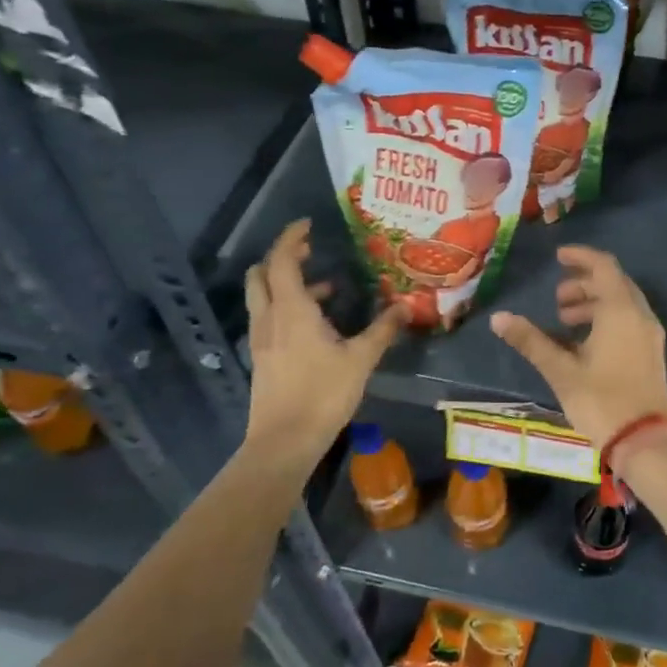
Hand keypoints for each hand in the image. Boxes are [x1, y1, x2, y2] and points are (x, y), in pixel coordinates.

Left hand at [242, 220, 406, 464]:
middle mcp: (270, 318)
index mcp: (291, 310)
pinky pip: (269, 318)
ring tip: (325, 288)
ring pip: (263, 297)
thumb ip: (382, 331)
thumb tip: (405, 308)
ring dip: (285, 284)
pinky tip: (315, 325)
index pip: (281, 260)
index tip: (308, 225)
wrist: (284, 441)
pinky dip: (286, 308)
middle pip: (261, 274)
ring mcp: (261, 339)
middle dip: (281, 258)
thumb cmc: (323, 394)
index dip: (291, 238)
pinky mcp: (262, 358)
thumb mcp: (360, 360)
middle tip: (310, 253)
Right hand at [490, 245, 666, 447]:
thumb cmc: (602, 400)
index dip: (580, 257)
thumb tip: (499, 318)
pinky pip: (628, 321)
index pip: (603, 266)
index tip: (557, 257)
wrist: (645, 441)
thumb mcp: (561, 370)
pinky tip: (583, 343)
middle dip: (584, 283)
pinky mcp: (651, 354)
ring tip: (563, 322)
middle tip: (556, 299)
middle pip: (613, 283)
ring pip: (622, 304)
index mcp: (620, 311)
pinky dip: (606, 319)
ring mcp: (649, 335)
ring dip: (593, 303)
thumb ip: (531, 340)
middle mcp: (640, 315)